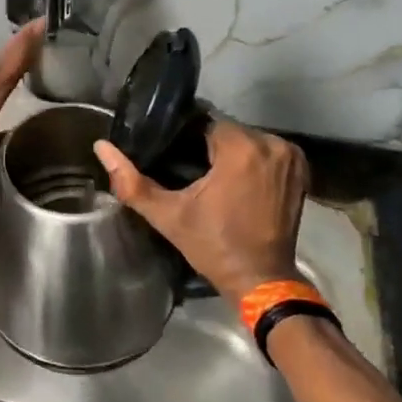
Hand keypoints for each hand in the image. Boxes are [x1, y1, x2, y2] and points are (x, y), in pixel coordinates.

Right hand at [93, 121, 308, 302]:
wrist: (261, 279)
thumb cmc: (212, 245)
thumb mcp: (167, 214)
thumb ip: (131, 180)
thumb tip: (101, 147)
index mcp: (241, 148)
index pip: (205, 122)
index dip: (184, 138)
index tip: (172, 156)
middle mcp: (271, 144)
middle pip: (227, 130)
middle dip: (207, 146)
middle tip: (187, 170)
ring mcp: (291, 157)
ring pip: (247, 139)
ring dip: (230, 153)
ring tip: (209, 176)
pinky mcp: (300, 170)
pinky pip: (266, 151)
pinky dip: (251, 161)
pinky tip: (235, 181)